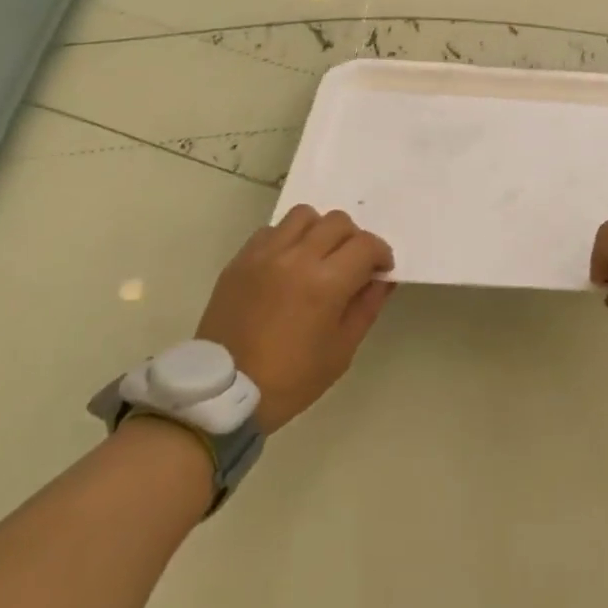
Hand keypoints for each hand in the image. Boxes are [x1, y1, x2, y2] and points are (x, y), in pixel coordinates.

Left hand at [196, 206, 395, 432]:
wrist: (225, 391)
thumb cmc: (291, 378)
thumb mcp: (341, 351)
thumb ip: (366, 307)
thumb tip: (382, 279)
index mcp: (326, 283)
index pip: (366, 245)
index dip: (381, 254)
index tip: (380, 270)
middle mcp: (297, 257)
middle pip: (338, 222)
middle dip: (354, 240)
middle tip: (352, 264)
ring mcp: (265, 253)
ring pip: (304, 215)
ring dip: (320, 230)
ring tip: (318, 255)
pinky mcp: (241, 258)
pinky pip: (272, 230)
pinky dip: (288, 238)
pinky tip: (287, 264)